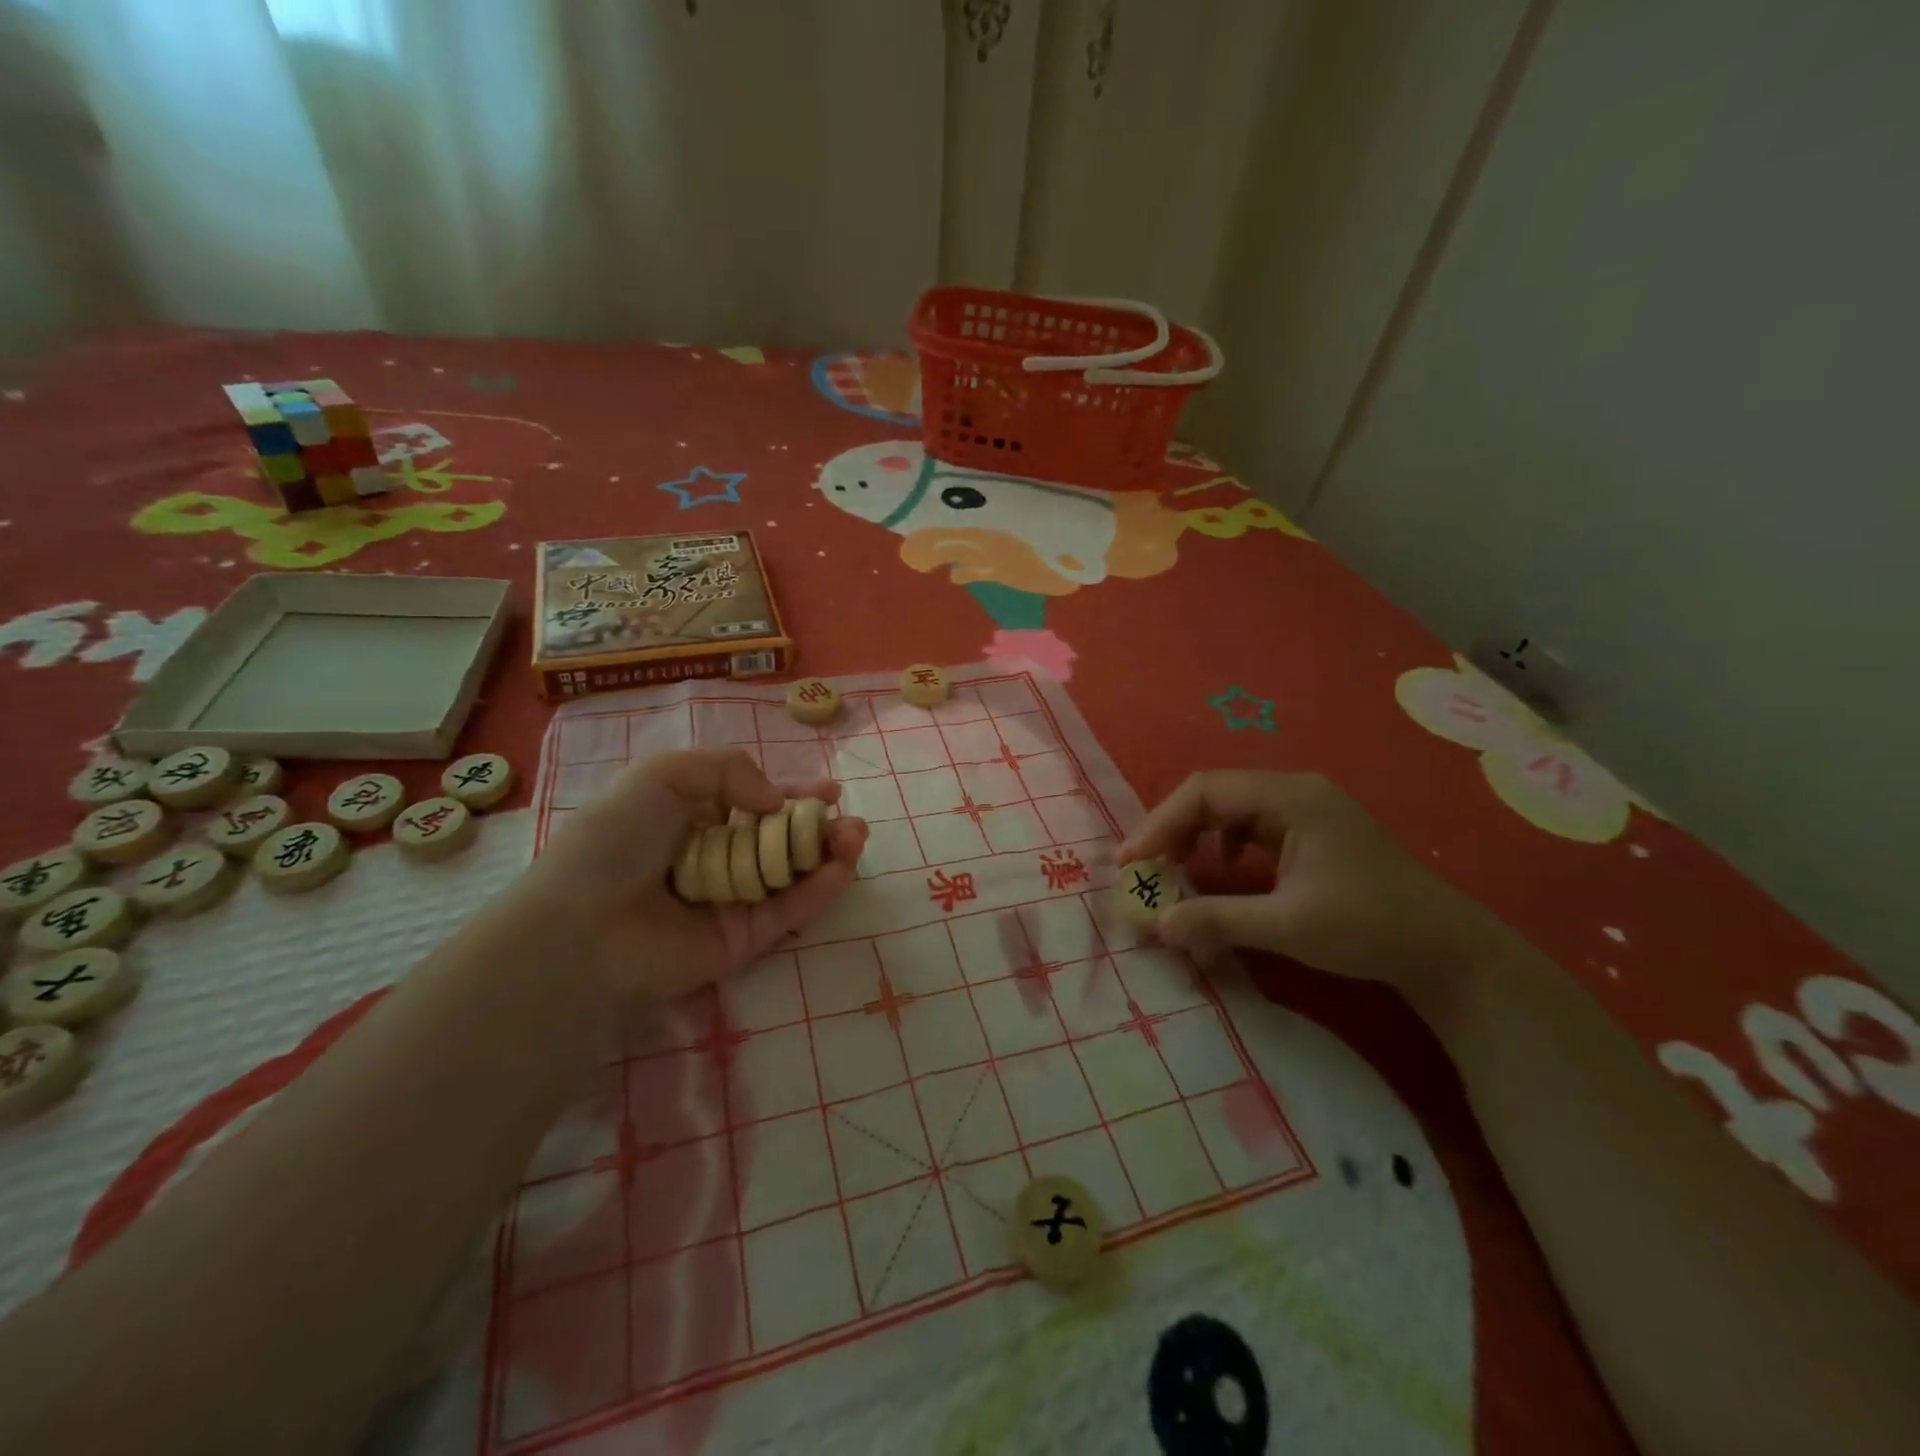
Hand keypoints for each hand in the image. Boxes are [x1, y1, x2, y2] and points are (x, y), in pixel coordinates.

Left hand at [518, 749, 867, 1003]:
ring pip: (792, 874)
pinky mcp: (743, 940)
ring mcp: (731, 901)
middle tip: (850, 821)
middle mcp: (715, 857)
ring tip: (856, 837)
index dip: (792, 795)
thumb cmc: (617, 839)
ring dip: (828, 854)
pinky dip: (819, 891)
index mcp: (692, 818)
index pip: (754, 803)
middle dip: (818, 826)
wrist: (585, 927)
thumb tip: (774, 800)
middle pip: (779, 839)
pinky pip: (789, 912)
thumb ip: (728, 768)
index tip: (828, 791)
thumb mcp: (664, 774)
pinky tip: (842, 869)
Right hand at [1116, 771, 1512, 1010]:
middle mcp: (1295, 791)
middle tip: (1143, 867)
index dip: (1160, 822)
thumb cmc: (1369, 928)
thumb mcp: (1287, 927)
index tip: (1132, 861)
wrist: (1449, 951)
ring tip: (1173, 868)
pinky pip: (1251, 825)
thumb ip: (1217, 920)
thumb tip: (1156, 926)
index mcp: (1291, 797)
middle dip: (1173, 828)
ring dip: (1196, 835)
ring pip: (1231, 808)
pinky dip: (1223, 844)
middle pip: (1215, 794)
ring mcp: (1306, 809)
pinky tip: (1223, 870)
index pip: (1206, 791)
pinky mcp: (1312, 831)